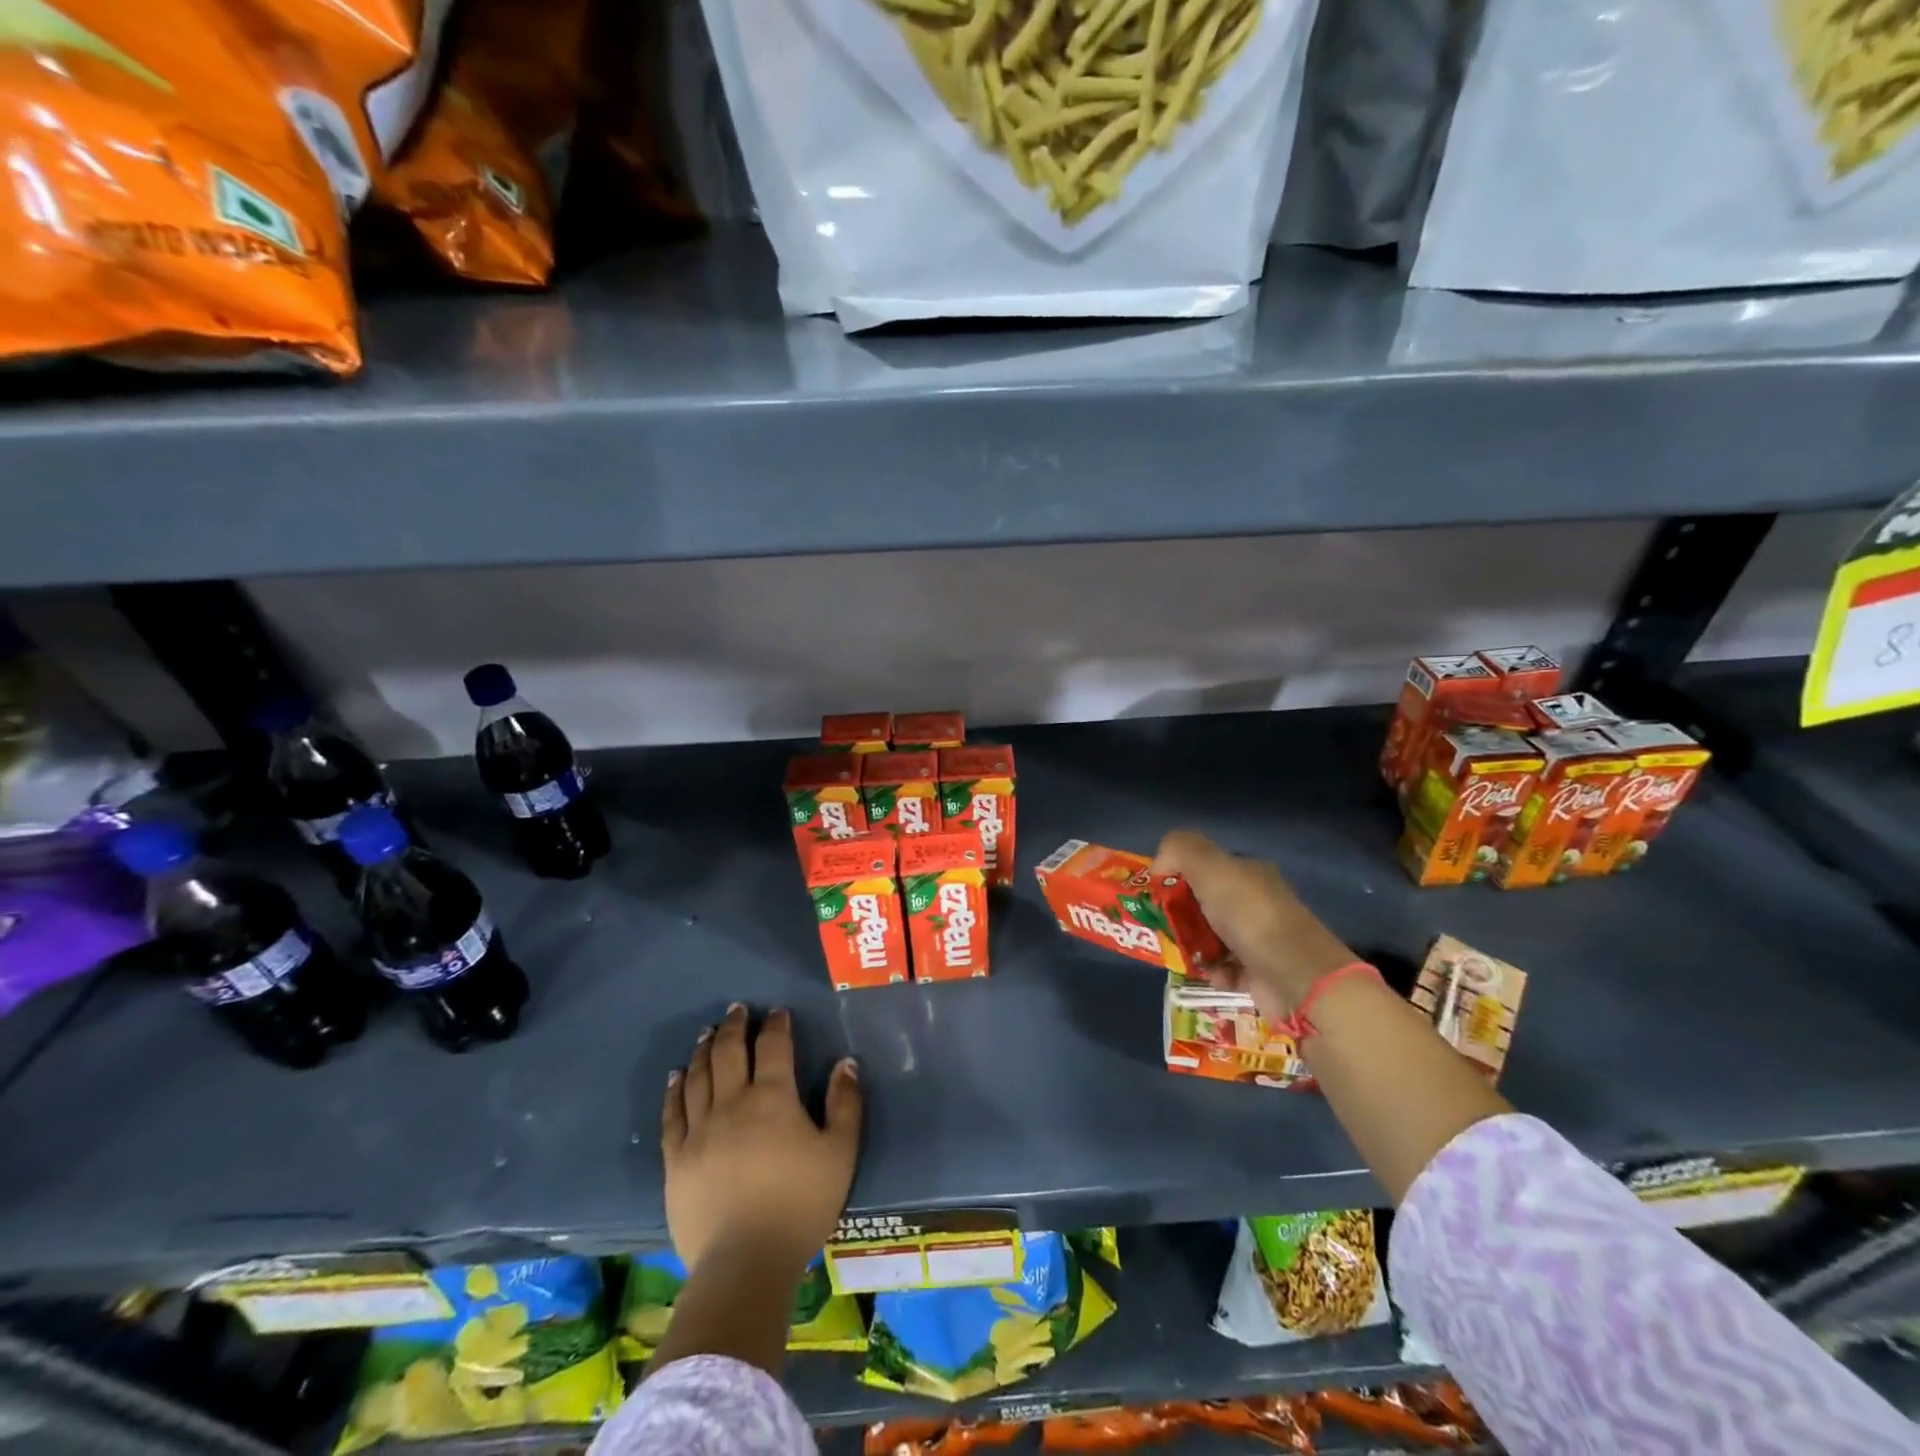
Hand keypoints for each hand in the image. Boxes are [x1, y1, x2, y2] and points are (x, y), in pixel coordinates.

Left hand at [662, 1004, 862, 1274]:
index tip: (777, 1012)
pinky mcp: (675, 1159)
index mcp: (773, 1098)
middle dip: (735, 1026)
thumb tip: (845, 1063)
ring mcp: (699, 1130)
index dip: (776, 1025)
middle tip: (737, 1010)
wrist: (745, 1263)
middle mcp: (732, 1103)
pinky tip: (677, 1076)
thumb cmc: (800, 1205)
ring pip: (698, 1076)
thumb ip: (845, 1104)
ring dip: (705, 1049)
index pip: (773, 1046)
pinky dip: (674, 1089)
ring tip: (708, 1033)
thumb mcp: (840, 1153)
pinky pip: (671, 1114)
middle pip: (730, 1052)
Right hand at [1151, 830, 1357, 1020]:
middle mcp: (1254, 901)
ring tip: (1185, 955)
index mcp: (1247, 872)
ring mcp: (1259, 938)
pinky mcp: (1260, 971)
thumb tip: (1158, 867)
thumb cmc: (1250, 917)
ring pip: (1209, 937)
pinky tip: (1214, 974)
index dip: (1175, 877)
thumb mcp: (1210, 868)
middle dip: (1180, 916)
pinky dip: (1214, 971)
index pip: (1201, 867)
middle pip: (1202, 903)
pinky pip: (1223, 967)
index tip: (1157, 894)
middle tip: (1164, 928)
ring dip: (1193, 946)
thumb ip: (1179, 850)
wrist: (1299, 978)